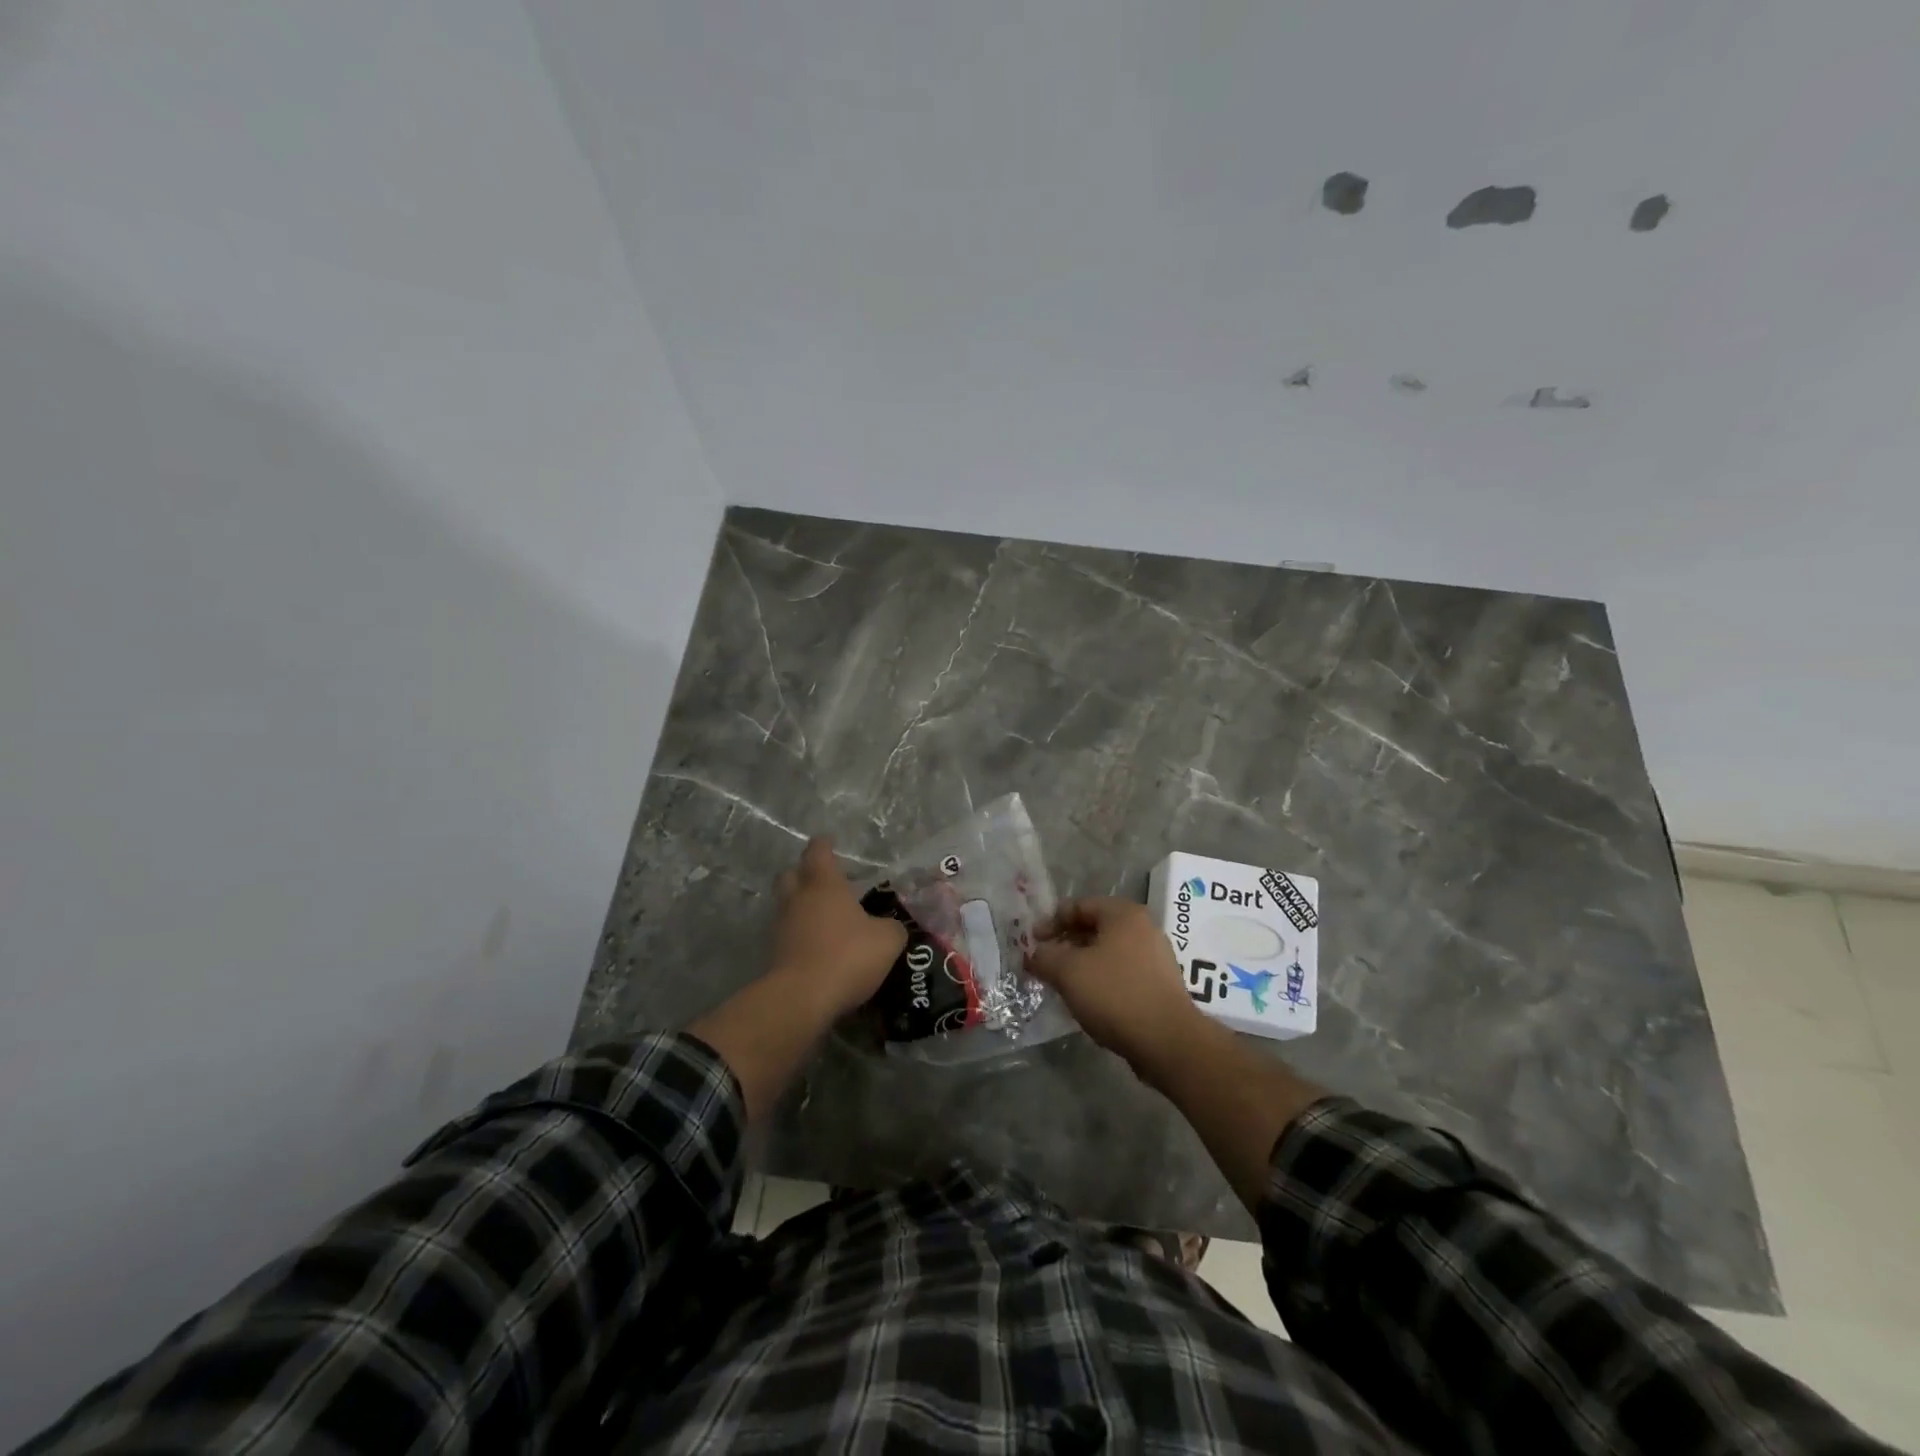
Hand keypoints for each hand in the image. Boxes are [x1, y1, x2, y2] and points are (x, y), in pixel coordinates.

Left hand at [769, 837, 906, 1017]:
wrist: (803, 999)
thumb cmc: (848, 955)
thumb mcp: (887, 940)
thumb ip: (892, 927)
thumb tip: (891, 927)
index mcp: (825, 884)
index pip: (819, 852)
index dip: (824, 845)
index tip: (829, 842)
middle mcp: (799, 898)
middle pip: (792, 874)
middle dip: (804, 872)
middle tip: (823, 879)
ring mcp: (782, 926)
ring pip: (788, 904)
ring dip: (802, 905)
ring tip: (825, 915)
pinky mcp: (776, 953)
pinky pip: (789, 933)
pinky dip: (801, 933)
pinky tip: (818, 944)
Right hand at [1029, 896, 1205, 1072]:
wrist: (1168, 1041)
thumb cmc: (1115, 994)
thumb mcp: (1068, 971)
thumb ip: (1044, 957)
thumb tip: (1033, 954)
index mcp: (1124, 914)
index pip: (1079, 905)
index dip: (1051, 921)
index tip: (1032, 943)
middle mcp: (1144, 928)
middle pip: (1094, 928)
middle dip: (1065, 944)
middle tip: (1044, 963)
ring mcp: (1156, 957)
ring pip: (1108, 952)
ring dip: (1082, 964)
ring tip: (1062, 984)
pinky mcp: (1160, 985)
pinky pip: (1122, 973)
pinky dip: (1101, 980)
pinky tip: (1088, 1000)